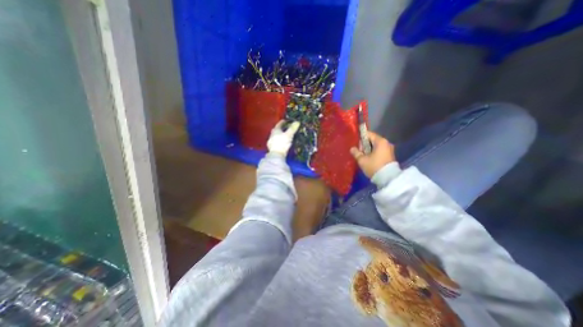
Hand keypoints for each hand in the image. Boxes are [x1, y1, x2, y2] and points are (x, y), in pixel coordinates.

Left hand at [267, 121, 300, 155]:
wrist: (276, 155)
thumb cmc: (282, 143)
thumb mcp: (289, 135)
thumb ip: (293, 128)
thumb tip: (297, 122)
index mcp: (275, 130)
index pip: (279, 124)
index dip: (283, 122)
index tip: (286, 120)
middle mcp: (272, 135)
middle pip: (277, 130)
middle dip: (281, 129)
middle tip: (286, 128)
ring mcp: (271, 141)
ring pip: (276, 136)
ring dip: (280, 135)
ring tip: (285, 135)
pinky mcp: (272, 147)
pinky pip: (276, 142)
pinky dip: (279, 141)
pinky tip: (282, 143)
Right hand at [350, 131, 396, 178]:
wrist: (388, 179)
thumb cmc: (374, 166)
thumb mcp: (362, 160)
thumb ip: (356, 153)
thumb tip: (352, 148)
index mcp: (380, 141)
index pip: (369, 134)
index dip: (361, 138)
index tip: (355, 144)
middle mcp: (386, 143)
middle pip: (372, 140)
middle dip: (364, 145)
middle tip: (359, 152)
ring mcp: (389, 149)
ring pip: (375, 146)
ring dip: (368, 149)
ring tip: (363, 156)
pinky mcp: (390, 155)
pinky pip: (379, 150)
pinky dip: (373, 153)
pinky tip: (369, 159)